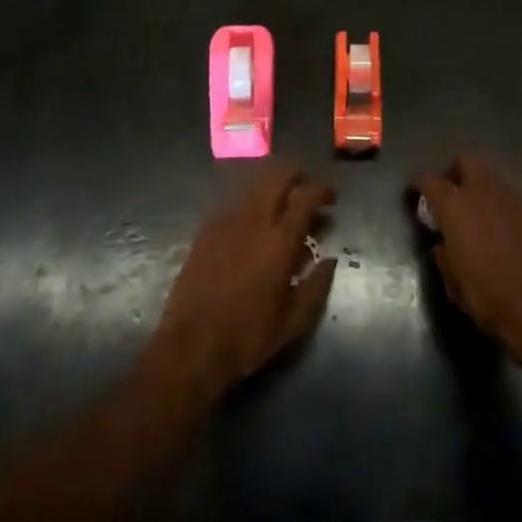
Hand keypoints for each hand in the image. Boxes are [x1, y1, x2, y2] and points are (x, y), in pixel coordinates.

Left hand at [148, 167, 337, 403]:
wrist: (191, 346)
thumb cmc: (247, 337)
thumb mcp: (293, 322)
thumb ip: (316, 286)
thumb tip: (330, 260)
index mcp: (279, 240)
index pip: (306, 197)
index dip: (321, 190)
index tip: (330, 198)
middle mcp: (254, 220)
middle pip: (278, 176)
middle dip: (296, 176)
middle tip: (306, 191)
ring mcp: (226, 220)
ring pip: (255, 185)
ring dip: (273, 187)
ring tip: (282, 204)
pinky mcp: (206, 228)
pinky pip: (235, 202)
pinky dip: (251, 203)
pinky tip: (253, 223)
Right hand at [413, 155, 521, 361]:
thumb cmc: (486, 296)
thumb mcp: (452, 282)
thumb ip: (443, 254)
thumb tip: (442, 244)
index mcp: (454, 206)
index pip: (429, 179)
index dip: (419, 183)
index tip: (416, 193)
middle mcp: (481, 192)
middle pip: (465, 161)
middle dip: (455, 171)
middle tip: (451, 193)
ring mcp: (510, 198)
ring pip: (490, 174)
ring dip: (480, 185)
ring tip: (477, 209)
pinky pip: (509, 194)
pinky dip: (499, 202)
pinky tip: (500, 224)